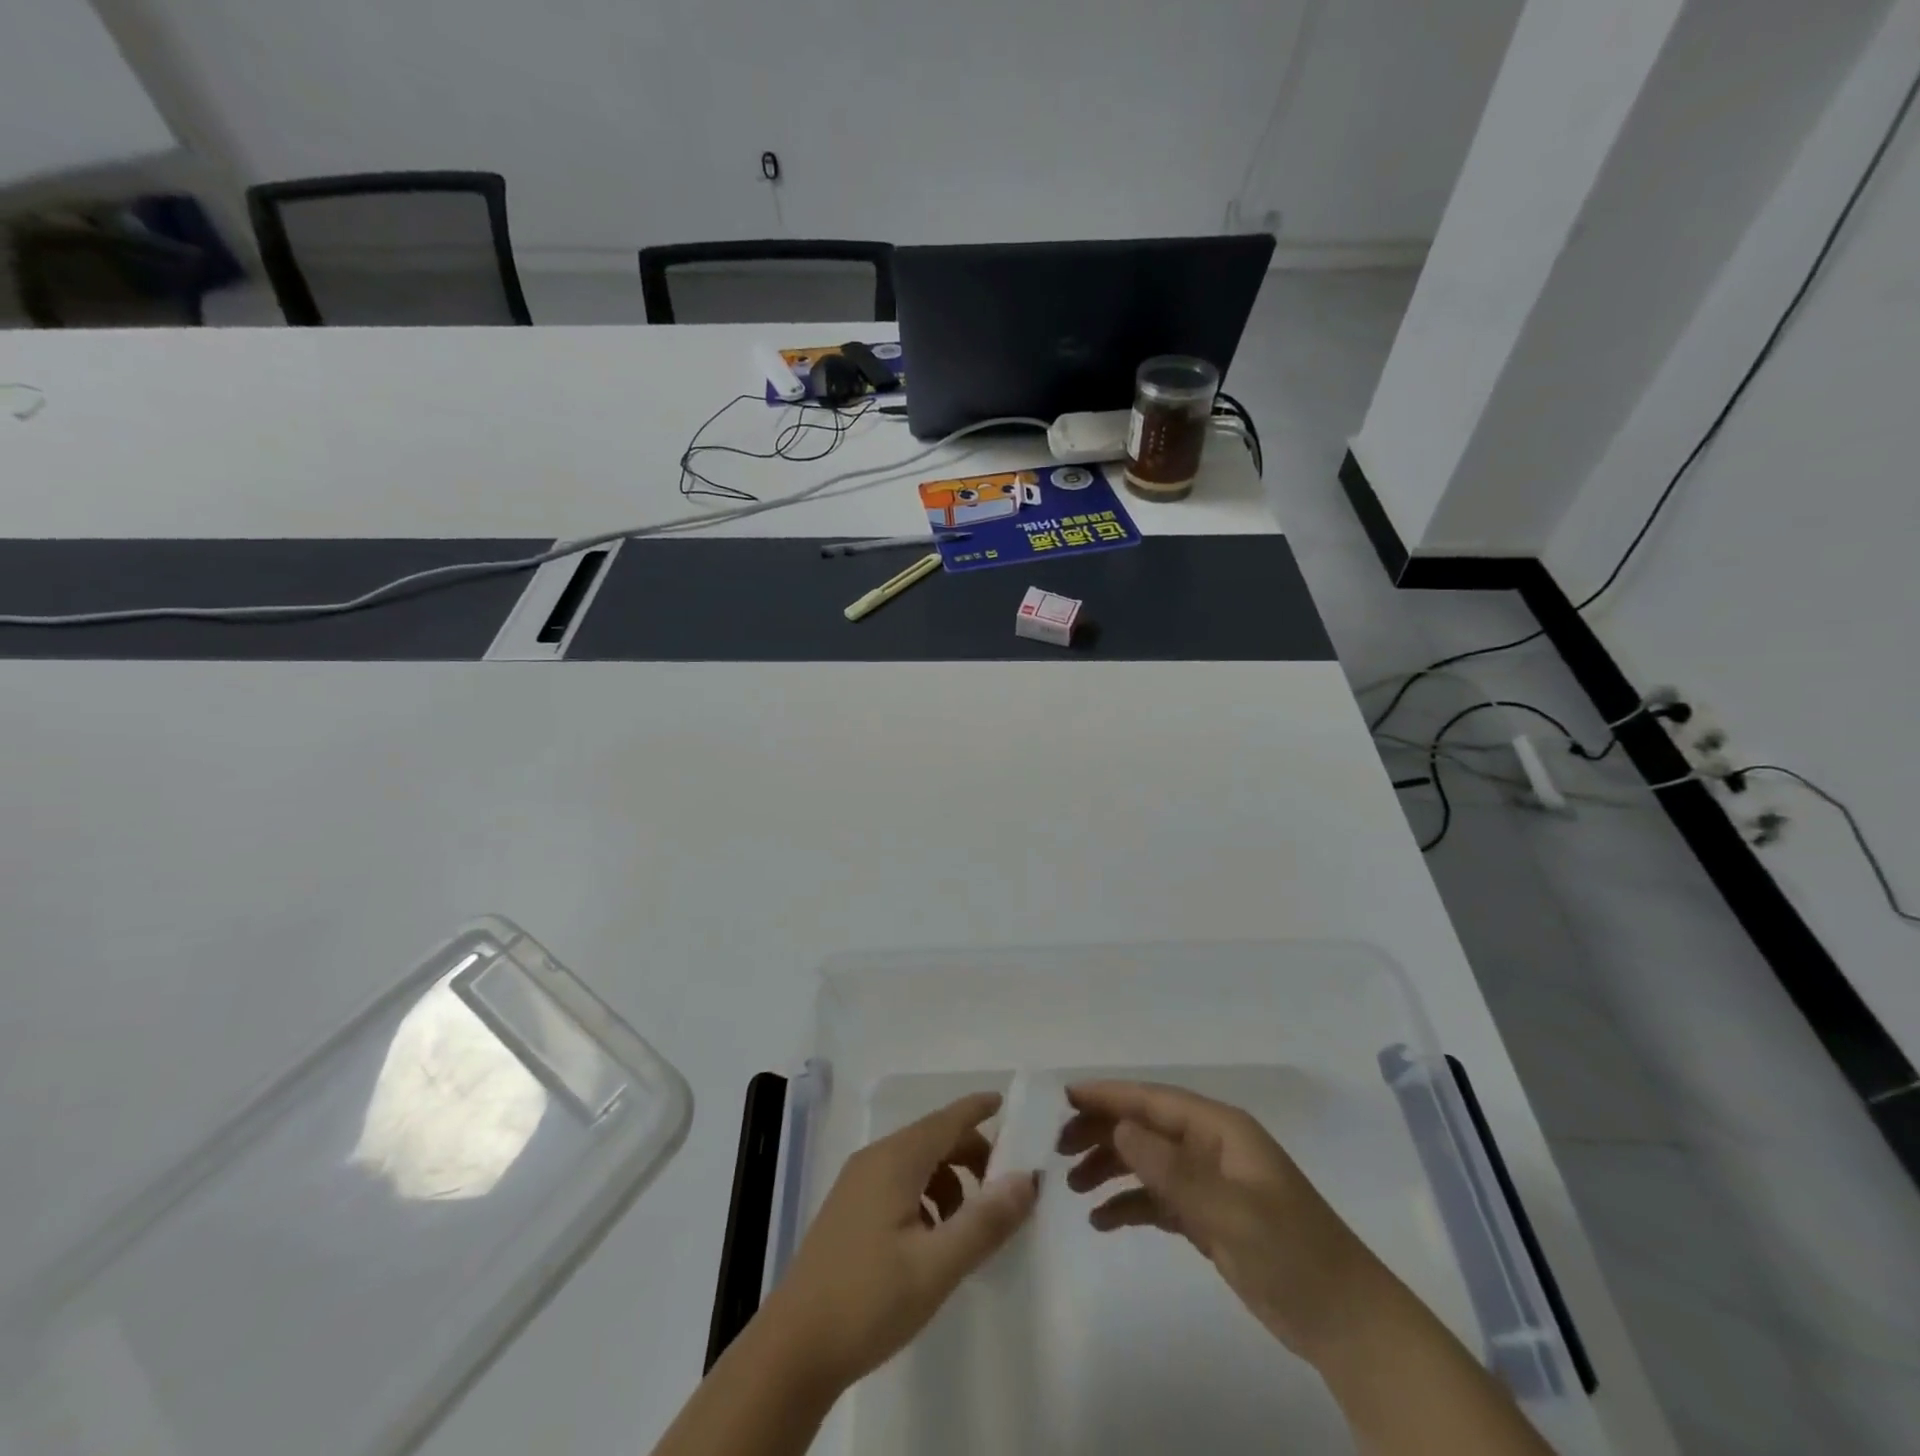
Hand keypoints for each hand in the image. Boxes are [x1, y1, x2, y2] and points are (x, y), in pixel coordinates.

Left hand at [761, 1091, 1038, 1392]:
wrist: (793, 1350)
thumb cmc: (868, 1301)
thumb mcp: (936, 1267)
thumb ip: (984, 1222)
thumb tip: (1027, 1179)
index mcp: (895, 1160)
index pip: (947, 1119)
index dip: (977, 1109)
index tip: (1007, 1103)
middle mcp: (875, 1159)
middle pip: (934, 1139)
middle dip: (972, 1155)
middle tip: (1004, 1190)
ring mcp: (857, 1183)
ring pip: (917, 1163)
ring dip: (950, 1181)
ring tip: (969, 1226)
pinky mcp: (849, 1209)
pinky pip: (899, 1183)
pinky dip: (926, 1196)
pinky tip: (933, 1241)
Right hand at [1059, 1081, 1390, 1360]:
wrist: (1347, 1323)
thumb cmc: (1292, 1253)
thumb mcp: (1230, 1210)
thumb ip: (1172, 1169)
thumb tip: (1118, 1127)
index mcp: (1220, 1129)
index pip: (1153, 1100)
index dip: (1109, 1095)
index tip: (1065, 1098)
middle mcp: (1211, 1147)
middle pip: (1145, 1126)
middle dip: (1102, 1131)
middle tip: (1059, 1150)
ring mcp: (1210, 1182)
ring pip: (1147, 1161)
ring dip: (1110, 1167)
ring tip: (1073, 1187)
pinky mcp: (1210, 1217)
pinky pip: (1158, 1199)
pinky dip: (1130, 1204)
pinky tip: (1102, 1220)